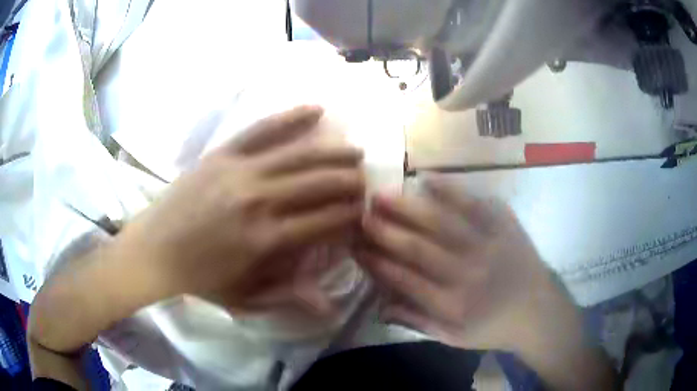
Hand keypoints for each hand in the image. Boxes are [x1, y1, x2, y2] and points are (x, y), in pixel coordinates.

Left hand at [119, 106, 365, 309]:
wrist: (153, 250)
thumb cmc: (199, 279)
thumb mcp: (244, 298)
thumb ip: (287, 297)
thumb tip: (330, 306)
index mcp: (266, 240)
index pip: (325, 220)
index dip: (351, 215)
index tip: (366, 211)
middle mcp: (259, 200)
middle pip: (319, 184)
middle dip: (350, 182)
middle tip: (366, 182)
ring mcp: (239, 171)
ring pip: (299, 155)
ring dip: (333, 152)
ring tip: (356, 151)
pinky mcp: (222, 154)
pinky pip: (261, 130)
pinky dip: (290, 118)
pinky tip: (316, 110)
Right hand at [357, 176, 575, 352]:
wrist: (538, 312)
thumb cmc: (493, 328)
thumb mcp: (453, 338)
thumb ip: (416, 321)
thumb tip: (380, 306)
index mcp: (452, 304)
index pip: (405, 279)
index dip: (377, 261)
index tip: (355, 245)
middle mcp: (467, 273)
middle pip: (419, 248)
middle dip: (385, 230)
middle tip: (360, 213)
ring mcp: (488, 246)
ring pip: (442, 223)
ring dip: (409, 207)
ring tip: (382, 193)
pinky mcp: (505, 227)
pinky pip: (476, 205)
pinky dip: (452, 190)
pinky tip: (428, 178)